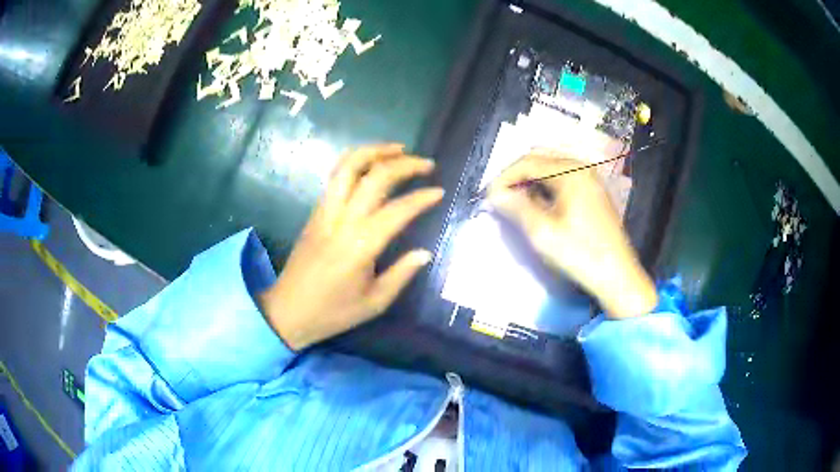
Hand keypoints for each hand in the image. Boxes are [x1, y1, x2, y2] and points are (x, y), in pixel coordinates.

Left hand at [258, 144, 443, 349]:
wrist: (287, 311)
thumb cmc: (333, 312)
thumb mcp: (374, 303)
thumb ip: (401, 274)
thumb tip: (424, 252)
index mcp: (360, 246)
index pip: (397, 210)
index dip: (422, 198)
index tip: (439, 192)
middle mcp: (342, 220)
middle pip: (373, 177)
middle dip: (404, 164)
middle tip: (426, 164)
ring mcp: (325, 211)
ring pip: (348, 167)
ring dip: (375, 151)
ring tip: (398, 149)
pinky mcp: (315, 211)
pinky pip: (335, 176)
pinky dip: (355, 161)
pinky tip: (370, 163)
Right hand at [487, 151, 656, 318]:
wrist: (618, 277)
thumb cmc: (580, 254)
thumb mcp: (542, 233)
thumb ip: (516, 207)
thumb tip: (495, 194)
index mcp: (570, 172)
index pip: (527, 162)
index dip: (504, 177)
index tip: (488, 197)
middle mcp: (581, 168)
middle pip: (539, 160)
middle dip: (517, 176)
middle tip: (501, 198)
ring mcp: (591, 179)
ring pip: (551, 169)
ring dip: (531, 182)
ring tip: (518, 204)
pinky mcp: (595, 192)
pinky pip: (564, 179)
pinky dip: (547, 187)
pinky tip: (540, 205)